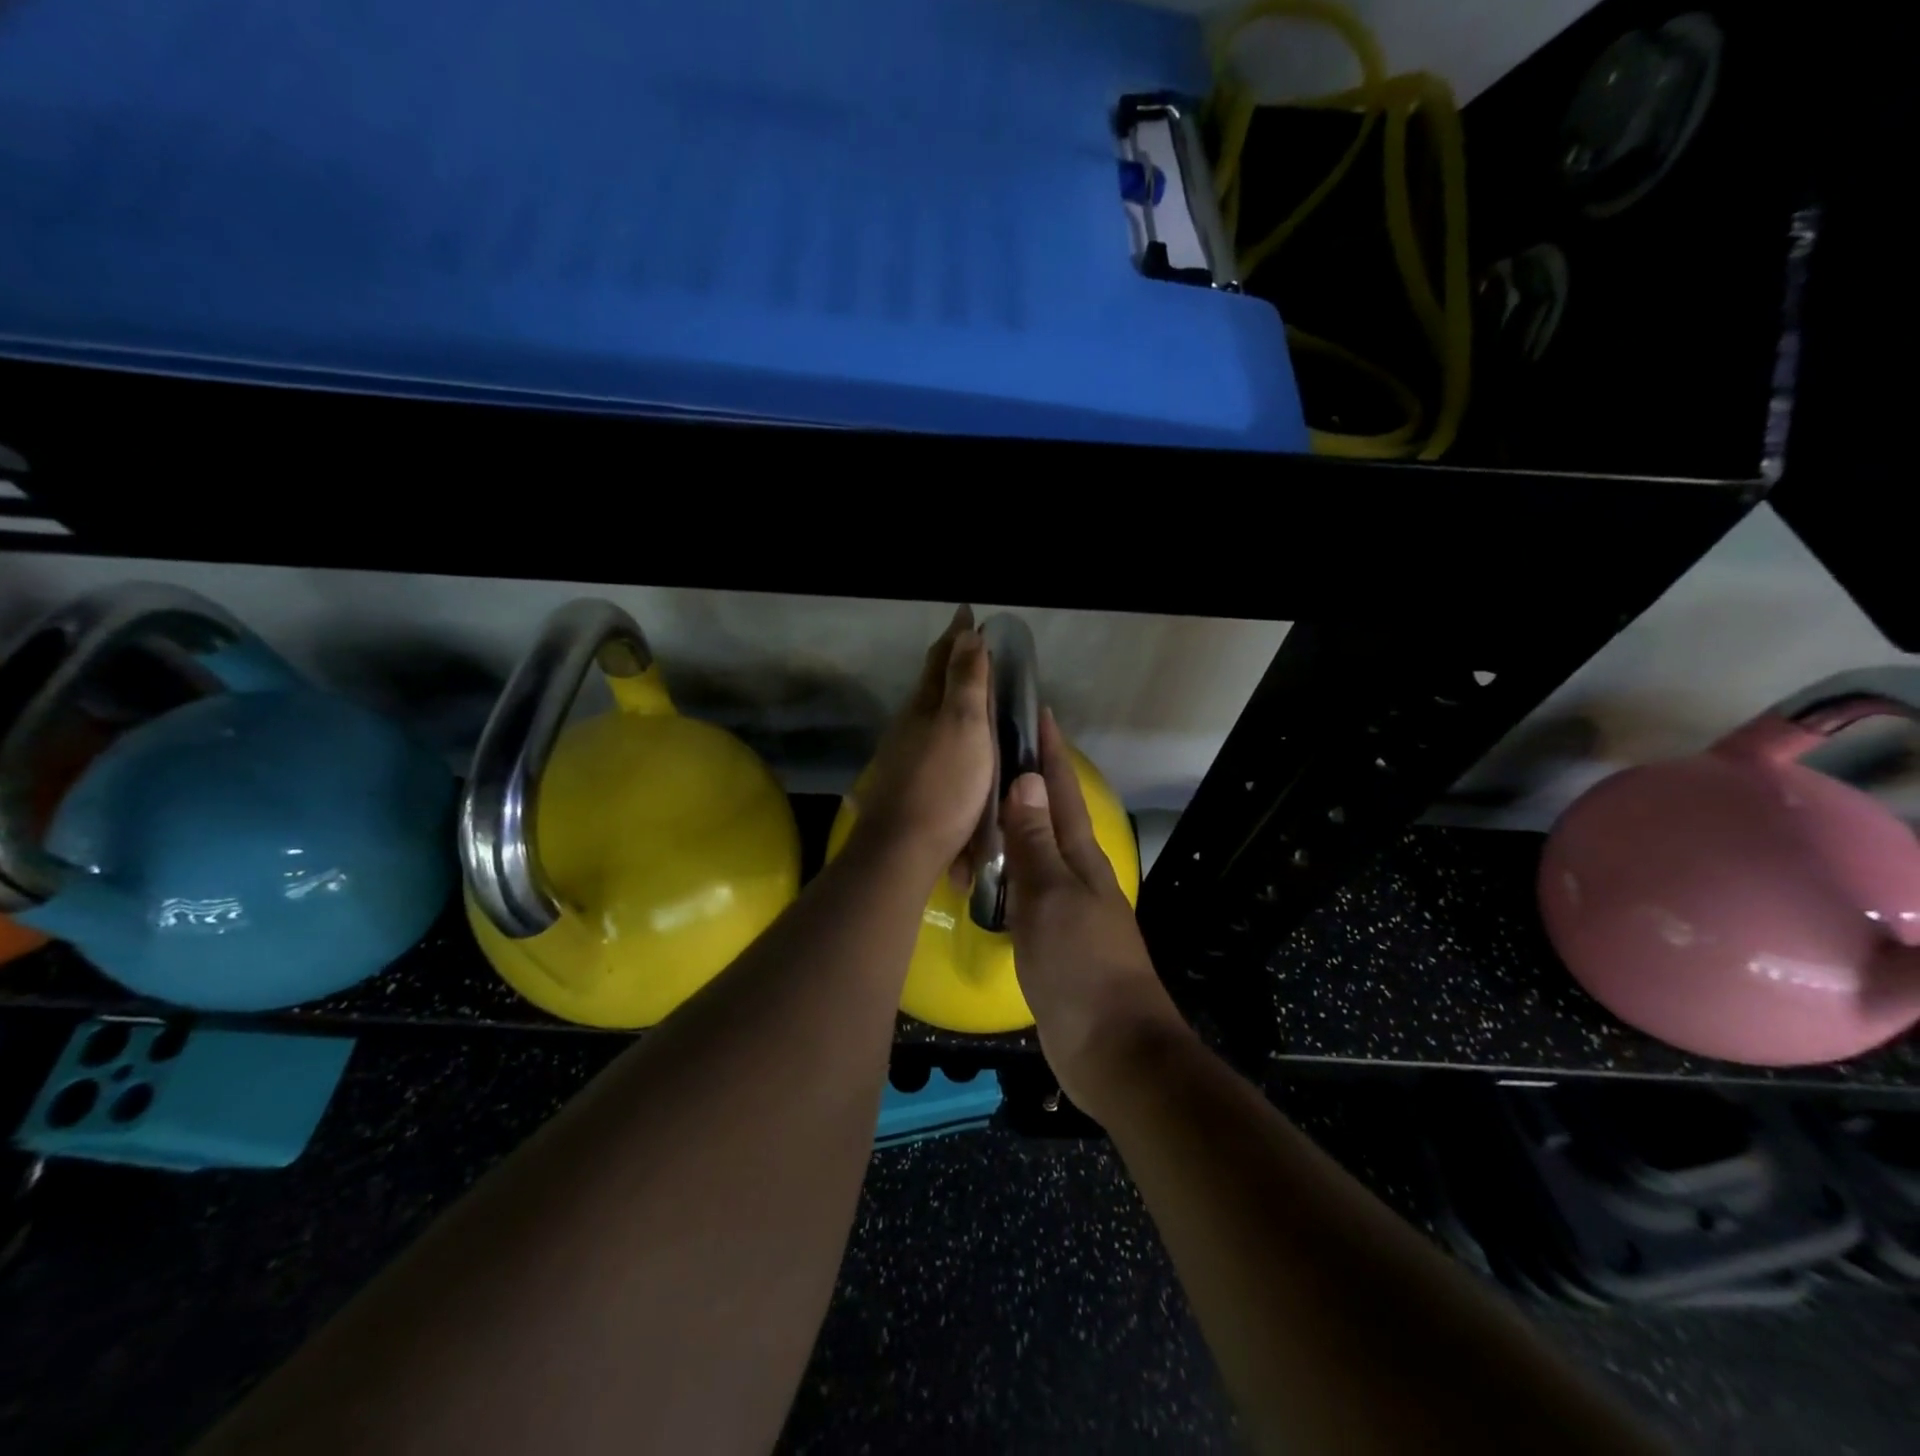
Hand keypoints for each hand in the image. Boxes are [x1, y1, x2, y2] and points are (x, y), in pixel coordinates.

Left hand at [848, 606, 993, 886]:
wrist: (904, 848)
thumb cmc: (944, 784)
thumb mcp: (965, 726)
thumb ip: (966, 681)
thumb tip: (967, 633)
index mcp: (925, 705)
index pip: (941, 658)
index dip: (957, 635)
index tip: (967, 612)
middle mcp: (909, 724)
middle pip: (932, 684)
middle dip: (952, 663)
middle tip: (975, 649)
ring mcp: (904, 755)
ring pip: (929, 715)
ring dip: (949, 699)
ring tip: (973, 695)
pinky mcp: (907, 783)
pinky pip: (931, 744)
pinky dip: (948, 732)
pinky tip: (956, 745)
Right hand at [1001, 710, 1188, 1114]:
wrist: (1111, 1048)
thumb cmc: (1081, 966)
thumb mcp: (1050, 898)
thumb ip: (1034, 842)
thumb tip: (1023, 780)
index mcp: (1080, 857)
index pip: (1061, 791)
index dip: (1049, 752)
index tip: (1036, 712)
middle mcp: (1076, 873)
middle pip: (1050, 815)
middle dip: (1028, 779)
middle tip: (994, 750)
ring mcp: (1066, 907)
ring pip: (1036, 850)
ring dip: (1014, 823)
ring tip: (980, 800)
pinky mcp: (1053, 938)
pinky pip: (1025, 889)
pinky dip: (1007, 870)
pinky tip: (987, 870)